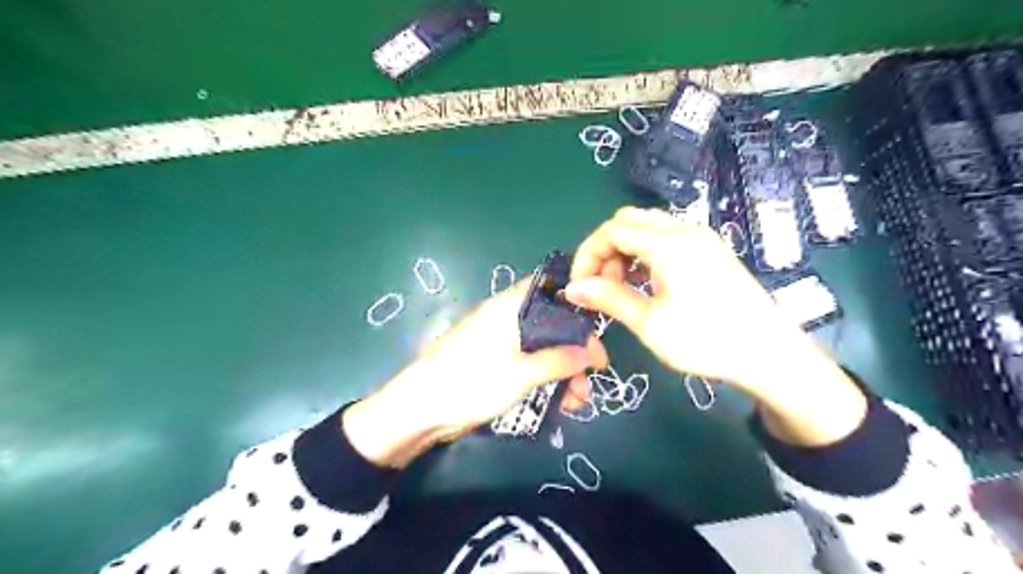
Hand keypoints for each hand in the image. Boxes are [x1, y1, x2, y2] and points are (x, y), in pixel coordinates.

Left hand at [343, 281, 605, 465]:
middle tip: (596, 372)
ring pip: (542, 348)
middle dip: (575, 348)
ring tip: (581, 399)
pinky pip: (529, 365)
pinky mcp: (495, 365)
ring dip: (564, 370)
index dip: (575, 303)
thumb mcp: (520, 373)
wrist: (419, 411)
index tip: (597, 327)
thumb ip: (558, 361)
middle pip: (550, 324)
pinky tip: (563, 402)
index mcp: (508, 307)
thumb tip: (591, 353)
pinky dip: (546, 380)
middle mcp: (505, 318)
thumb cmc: (470, 382)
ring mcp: (499, 343)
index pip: (548, 288)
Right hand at [562, 207, 866, 448]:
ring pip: (648, 227)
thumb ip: (608, 298)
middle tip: (603, 285)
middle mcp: (685, 230)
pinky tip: (648, 283)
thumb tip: (572, 289)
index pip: (611, 229)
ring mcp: (701, 238)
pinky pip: (667, 238)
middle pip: (628, 221)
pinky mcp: (711, 250)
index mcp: (668, 243)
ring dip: (626, 251)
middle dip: (606, 249)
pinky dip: (646, 253)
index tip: (580, 286)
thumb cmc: (707, 339)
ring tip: (623, 288)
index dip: (587, 254)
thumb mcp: (650, 323)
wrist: (770, 353)